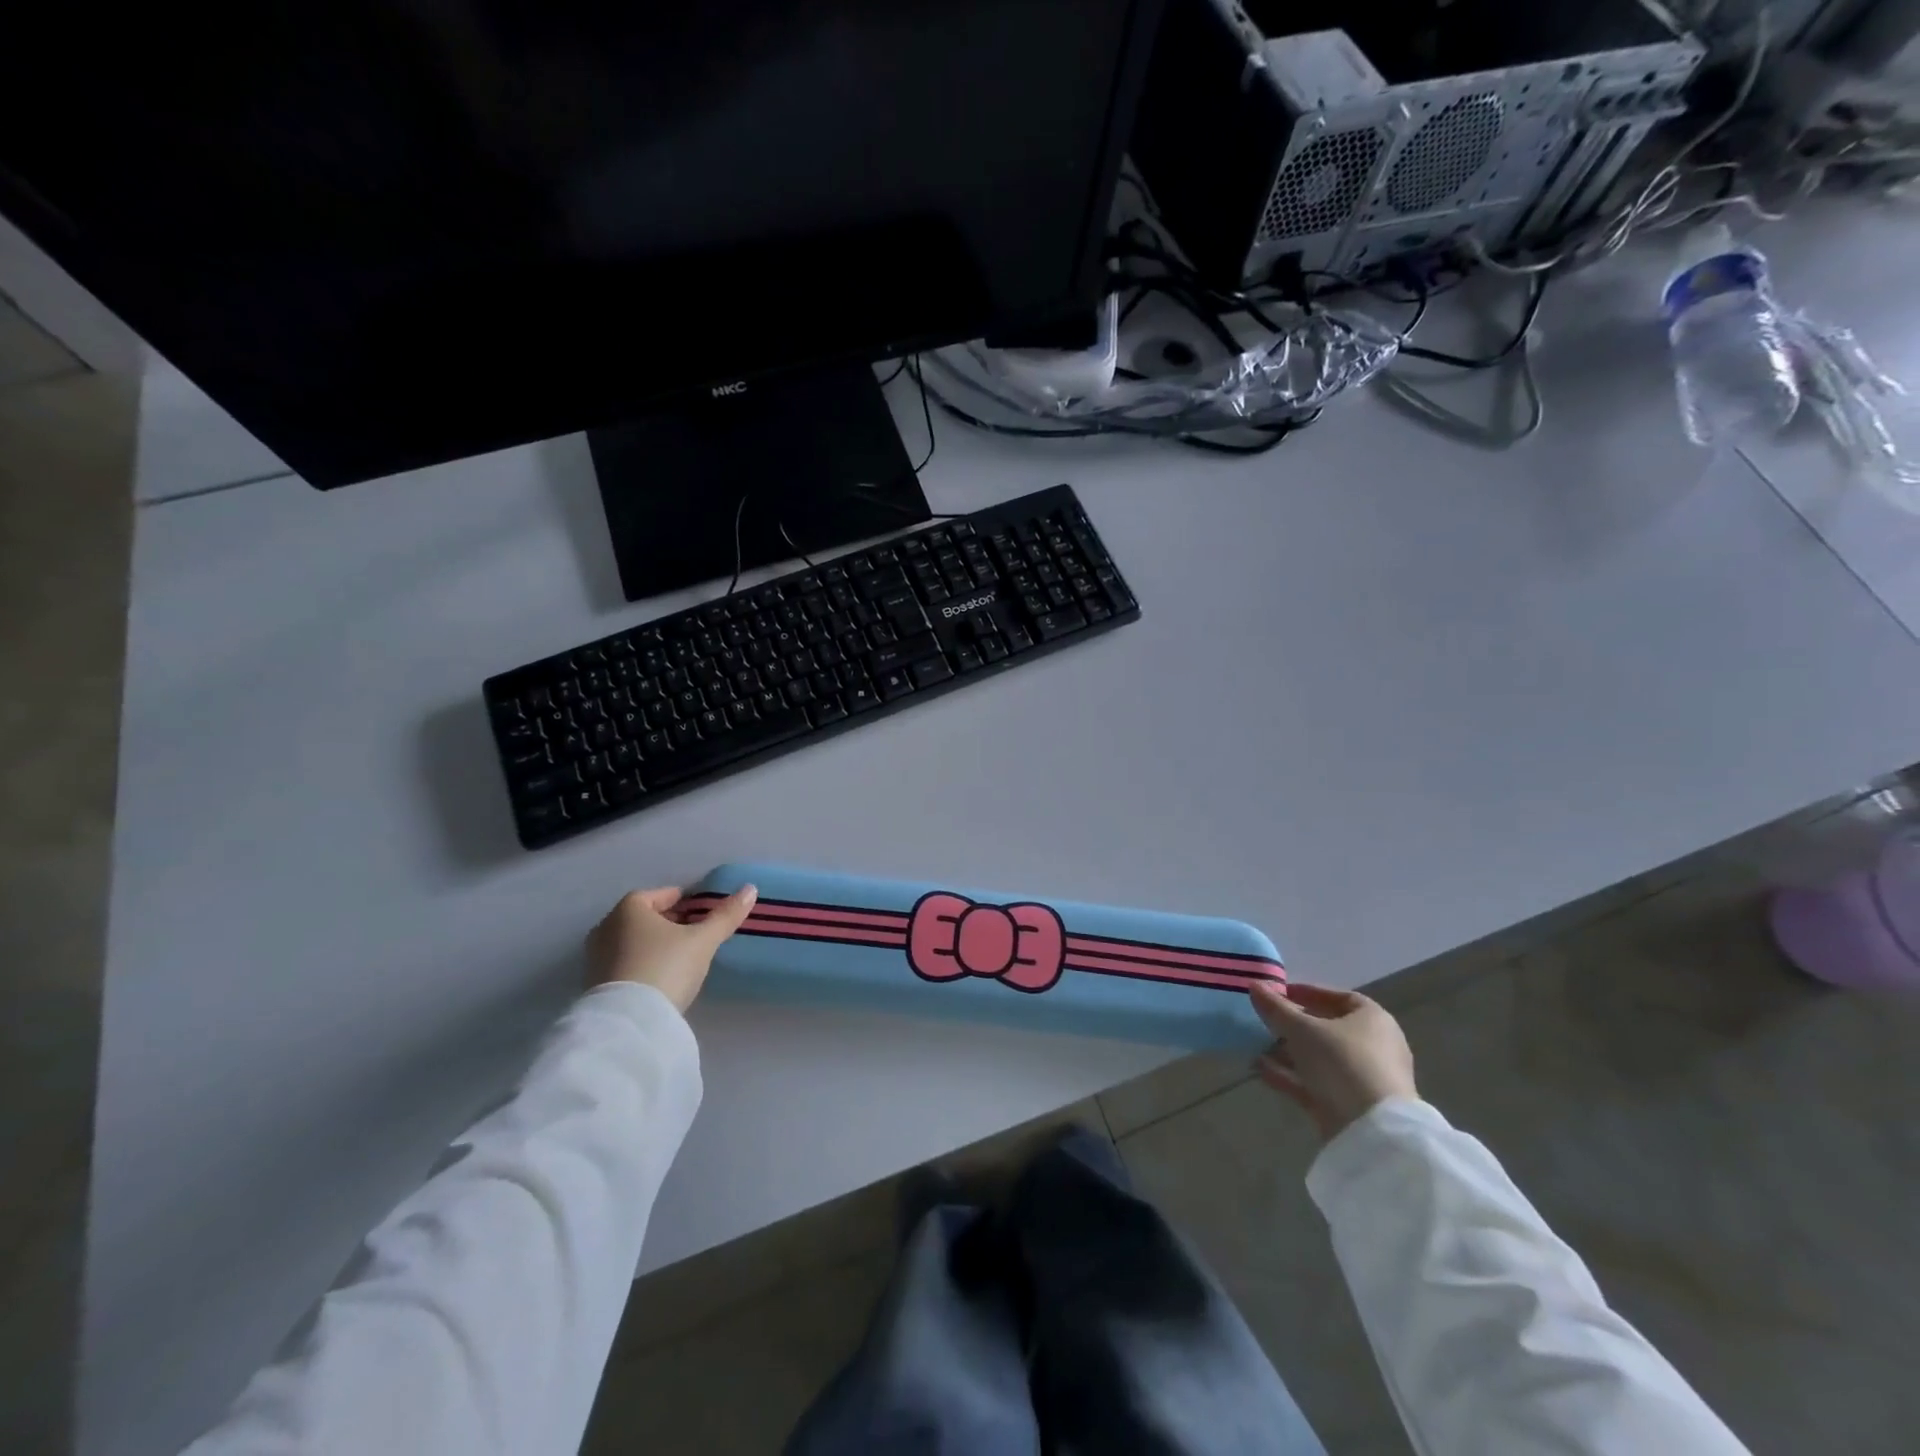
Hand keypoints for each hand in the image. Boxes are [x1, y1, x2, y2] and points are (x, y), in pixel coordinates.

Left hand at [586, 884, 757, 1012]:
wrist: (629, 1023)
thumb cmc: (666, 967)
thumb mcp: (702, 941)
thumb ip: (725, 916)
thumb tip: (750, 889)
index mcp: (629, 908)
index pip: (661, 895)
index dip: (685, 901)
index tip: (703, 913)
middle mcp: (606, 926)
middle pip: (645, 917)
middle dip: (670, 922)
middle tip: (696, 934)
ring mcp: (596, 957)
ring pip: (633, 941)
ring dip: (655, 944)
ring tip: (681, 957)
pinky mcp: (595, 984)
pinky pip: (625, 963)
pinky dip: (642, 963)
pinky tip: (661, 977)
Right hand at [1250, 981, 1417, 1141]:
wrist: (1373, 1130)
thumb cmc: (1342, 1062)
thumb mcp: (1302, 1029)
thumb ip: (1276, 1008)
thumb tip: (1254, 985)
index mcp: (1373, 1019)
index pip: (1339, 997)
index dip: (1308, 993)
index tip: (1280, 994)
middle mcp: (1374, 1046)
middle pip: (1328, 1029)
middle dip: (1293, 1025)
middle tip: (1265, 1020)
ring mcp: (1363, 1078)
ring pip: (1320, 1058)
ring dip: (1288, 1051)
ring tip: (1256, 1045)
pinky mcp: (1351, 1105)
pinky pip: (1317, 1082)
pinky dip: (1291, 1075)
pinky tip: (1261, 1069)